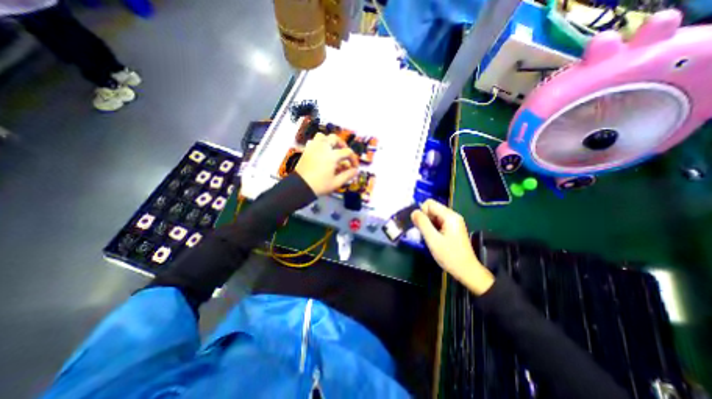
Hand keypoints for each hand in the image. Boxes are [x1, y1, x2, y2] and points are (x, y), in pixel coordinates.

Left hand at [297, 132, 361, 196]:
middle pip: (335, 138)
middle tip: (344, 153)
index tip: (354, 167)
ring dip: (330, 141)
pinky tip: (323, 153)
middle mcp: (323, 147)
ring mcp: (313, 147)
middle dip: (342, 145)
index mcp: (332, 155)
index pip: (347, 152)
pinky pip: (315, 141)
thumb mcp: (336, 182)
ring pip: (323, 136)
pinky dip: (321, 144)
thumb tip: (356, 170)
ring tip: (333, 150)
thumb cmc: (320, 185)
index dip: (353, 159)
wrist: (300, 186)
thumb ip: (348, 175)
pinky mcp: (307, 150)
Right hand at [412, 201, 495, 294]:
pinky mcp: (452, 229)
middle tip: (424, 233)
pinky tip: (433, 239)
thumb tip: (413, 212)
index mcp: (450, 216)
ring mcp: (453, 222)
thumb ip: (422, 224)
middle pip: (432, 208)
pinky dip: (432, 228)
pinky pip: (438, 222)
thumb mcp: (433, 239)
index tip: (422, 226)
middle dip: (424, 218)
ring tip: (429, 237)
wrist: (467, 271)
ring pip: (434, 216)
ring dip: (428, 224)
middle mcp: (452, 216)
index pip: (430, 203)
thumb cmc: (450, 256)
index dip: (422, 212)